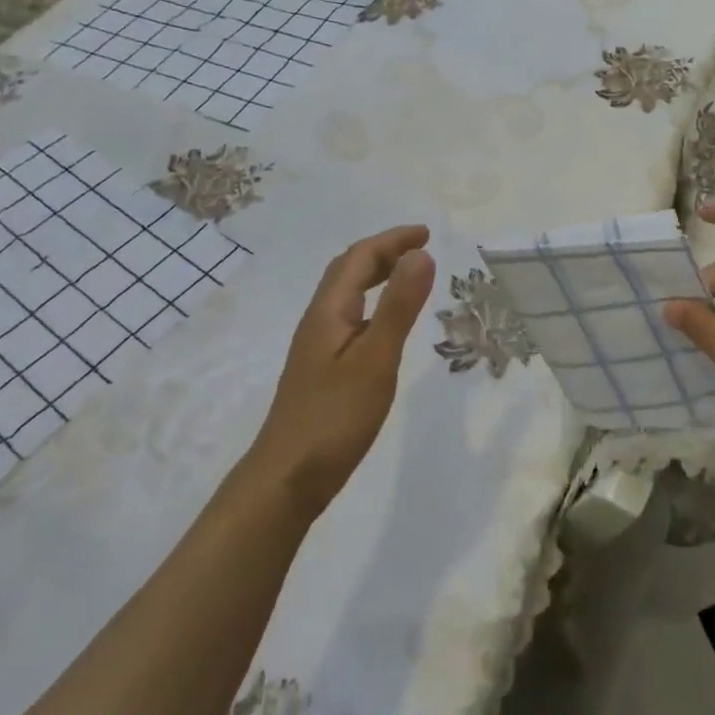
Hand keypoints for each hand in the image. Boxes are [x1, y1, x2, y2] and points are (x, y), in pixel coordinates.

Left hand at [248, 224, 435, 514]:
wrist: (287, 480)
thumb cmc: (334, 417)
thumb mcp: (375, 359)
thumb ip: (399, 307)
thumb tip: (421, 254)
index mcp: (329, 312)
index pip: (359, 258)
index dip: (392, 240)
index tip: (427, 234)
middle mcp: (319, 322)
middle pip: (348, 271)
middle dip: (384, 251)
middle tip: (421, 248)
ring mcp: (318, 347)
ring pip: (347, 295)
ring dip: (377, 275)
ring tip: (408, 276)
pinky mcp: (323, 371)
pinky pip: (351, 318)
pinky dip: (374, 304)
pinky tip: (386, 326)